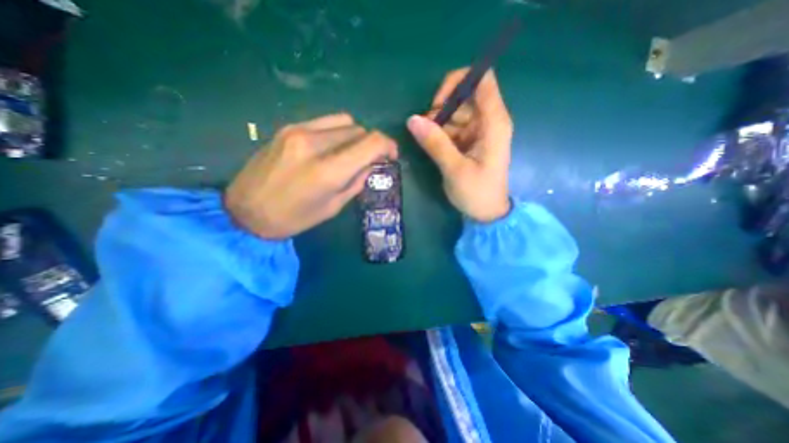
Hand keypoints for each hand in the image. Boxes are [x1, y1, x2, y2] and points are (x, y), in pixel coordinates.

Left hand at [229, 113, 400, 238]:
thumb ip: (356, 182)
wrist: (245, 211)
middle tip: (370, 159)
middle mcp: (315, 143)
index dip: (388, 145)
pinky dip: (337, 131)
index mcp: (328, 171)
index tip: (391, 156)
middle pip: (359, 130)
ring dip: (355, 136)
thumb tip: (372, 165)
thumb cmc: (294, 218)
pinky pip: (324, 122)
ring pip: (344, 121)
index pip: (371, 142)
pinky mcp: (287, 127)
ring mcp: (298, 131)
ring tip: (351, 152)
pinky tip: (332, 146)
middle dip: (371, 143)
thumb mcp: (333, 207)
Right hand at [406, 67, 512, 223]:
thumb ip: (435, 143)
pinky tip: (435, 148)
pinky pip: (453, 128)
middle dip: (442, 109)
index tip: (437, 104)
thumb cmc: (477, 193)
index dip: (457, 83)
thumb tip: (412, 119)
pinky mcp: (471, 141)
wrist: (488, 214)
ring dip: (439, 124)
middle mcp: (488, 121)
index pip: (481, 80)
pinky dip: (441, 134)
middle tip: (427, 132)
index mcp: (494, 123)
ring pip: (455, 113)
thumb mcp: (455, 169)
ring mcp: (479, 131)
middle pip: (464, 96)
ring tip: (430, 145)